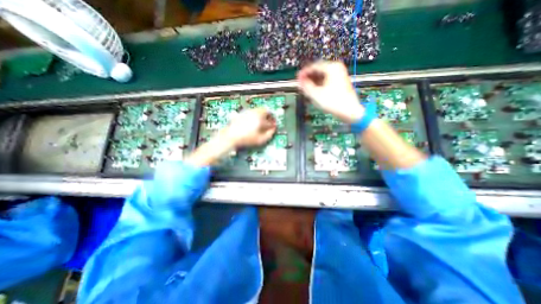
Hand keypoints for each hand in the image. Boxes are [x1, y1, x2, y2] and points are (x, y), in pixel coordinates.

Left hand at [222, 108, 276, 147]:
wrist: (231, 137)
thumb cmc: (245, 139)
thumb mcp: (260, 140)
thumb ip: (269, 135)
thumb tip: (273, 130)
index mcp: (260, 120)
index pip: (270, 120)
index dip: (273, 124)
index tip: (274, 127)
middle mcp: (254, 113)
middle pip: (265, 110)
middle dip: (269, 116)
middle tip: (270, 121)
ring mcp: (248, 112)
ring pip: (259, 109)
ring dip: (263, 114)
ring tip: (262, 121)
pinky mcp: (243, 113)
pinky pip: (253, 111)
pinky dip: (256, 114)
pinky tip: (254, 121)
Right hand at [298, 60, 364, 123]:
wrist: (350, 111)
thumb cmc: (333, 102)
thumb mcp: (316, 94)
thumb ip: (306, 86)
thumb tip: (300, 81)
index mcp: (331, 68)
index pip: (314, 66)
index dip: (304, 73)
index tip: (297, 79)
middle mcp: (336, 68)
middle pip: (318, 70)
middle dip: (308, 78)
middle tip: (300, 84)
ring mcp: (339, 75)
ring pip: (322, 76)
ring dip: (313, 81)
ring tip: (306, 88)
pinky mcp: (340, 82)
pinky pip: (326, 80)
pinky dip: (319, 84)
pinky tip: (314, 90)